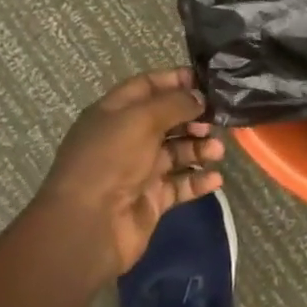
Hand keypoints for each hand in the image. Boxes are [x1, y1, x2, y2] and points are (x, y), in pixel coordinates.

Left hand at [39, 67, 225, 276]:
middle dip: (193, 117)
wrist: (88, 226)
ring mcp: (139, 170)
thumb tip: (199, 97)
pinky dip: (198, 180)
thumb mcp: (141, 119)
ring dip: (199, 148)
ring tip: (218, 151)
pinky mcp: (150, 199)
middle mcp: (126, 138)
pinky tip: (215, 179)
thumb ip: (175, 103)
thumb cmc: (111, 160)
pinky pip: (180, 184)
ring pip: (177, 151)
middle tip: (216, 120)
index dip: (175, 80)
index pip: (147, 86)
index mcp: (114, 113)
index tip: (206, 82)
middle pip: (167, 119)